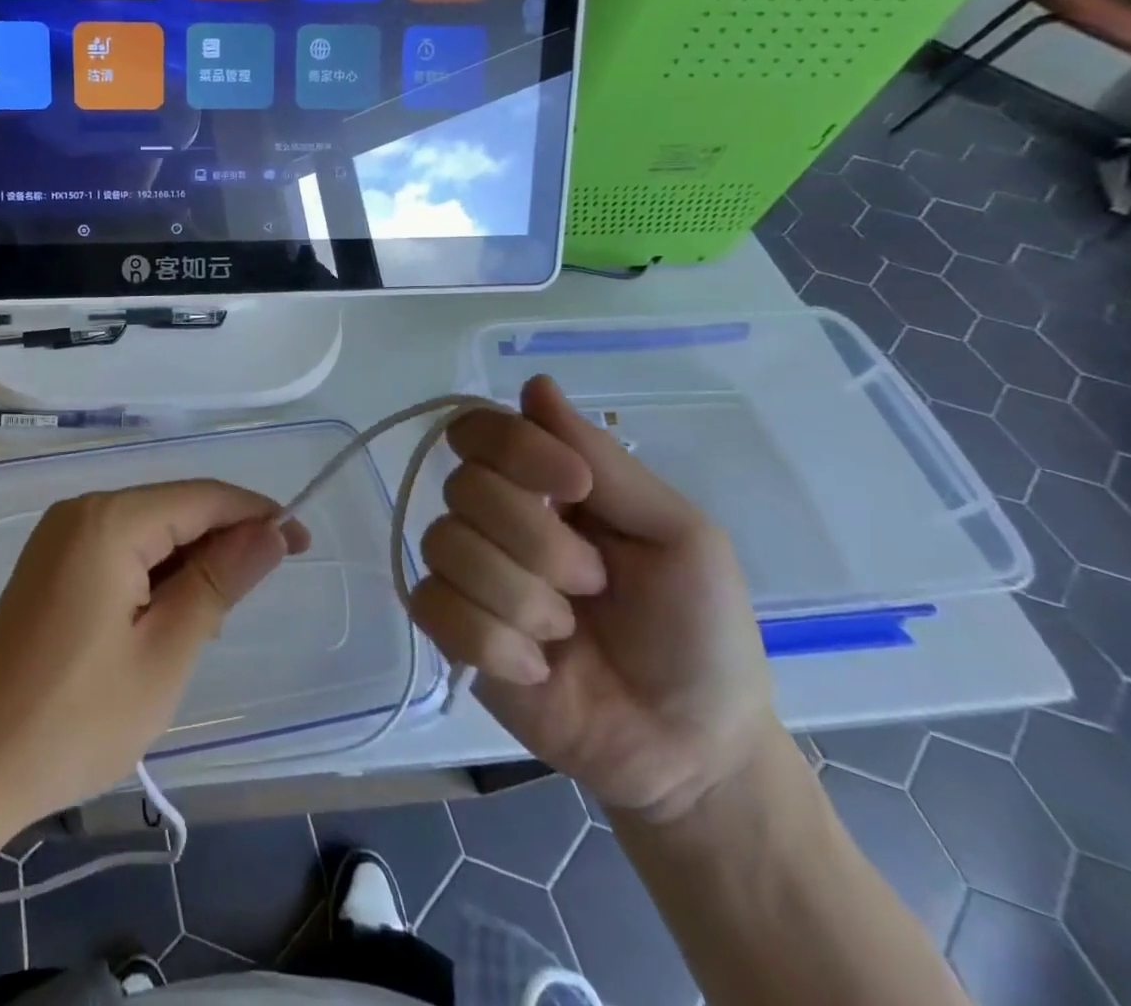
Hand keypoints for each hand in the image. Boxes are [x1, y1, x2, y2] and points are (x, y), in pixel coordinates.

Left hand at [0, 481, 309, 831]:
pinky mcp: (48, 567)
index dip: (256, 514)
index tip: (302, 543)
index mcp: (109, 521)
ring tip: (212, 616)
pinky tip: (167, 616)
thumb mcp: (165, 653)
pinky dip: (154, 574)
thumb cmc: (75, 718)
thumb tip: (269, 531)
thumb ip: (219, 580)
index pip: (202, 497)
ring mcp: (58, 539)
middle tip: (262, 588)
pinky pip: (118, 551)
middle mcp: (81, 512)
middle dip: (223, 539)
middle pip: (173, 508)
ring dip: (189, 561)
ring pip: (147, 531)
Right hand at [409, 376, 775, 824]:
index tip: (572, 488)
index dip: (512, 448)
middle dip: (537, 542)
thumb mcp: (680, 535)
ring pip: (445, 545)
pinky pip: (431, 604)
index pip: (480, 428)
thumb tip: (535, 383)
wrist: (689, 748)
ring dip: (519, 597)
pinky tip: (533, 669)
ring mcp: (467, 573)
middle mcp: (493, 517)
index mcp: (543, 485)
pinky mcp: (449, 630)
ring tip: (565, 634)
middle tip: (593, 584)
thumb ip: (604, 462)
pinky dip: (491, 641)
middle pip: (463, 486)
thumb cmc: (698, 630)